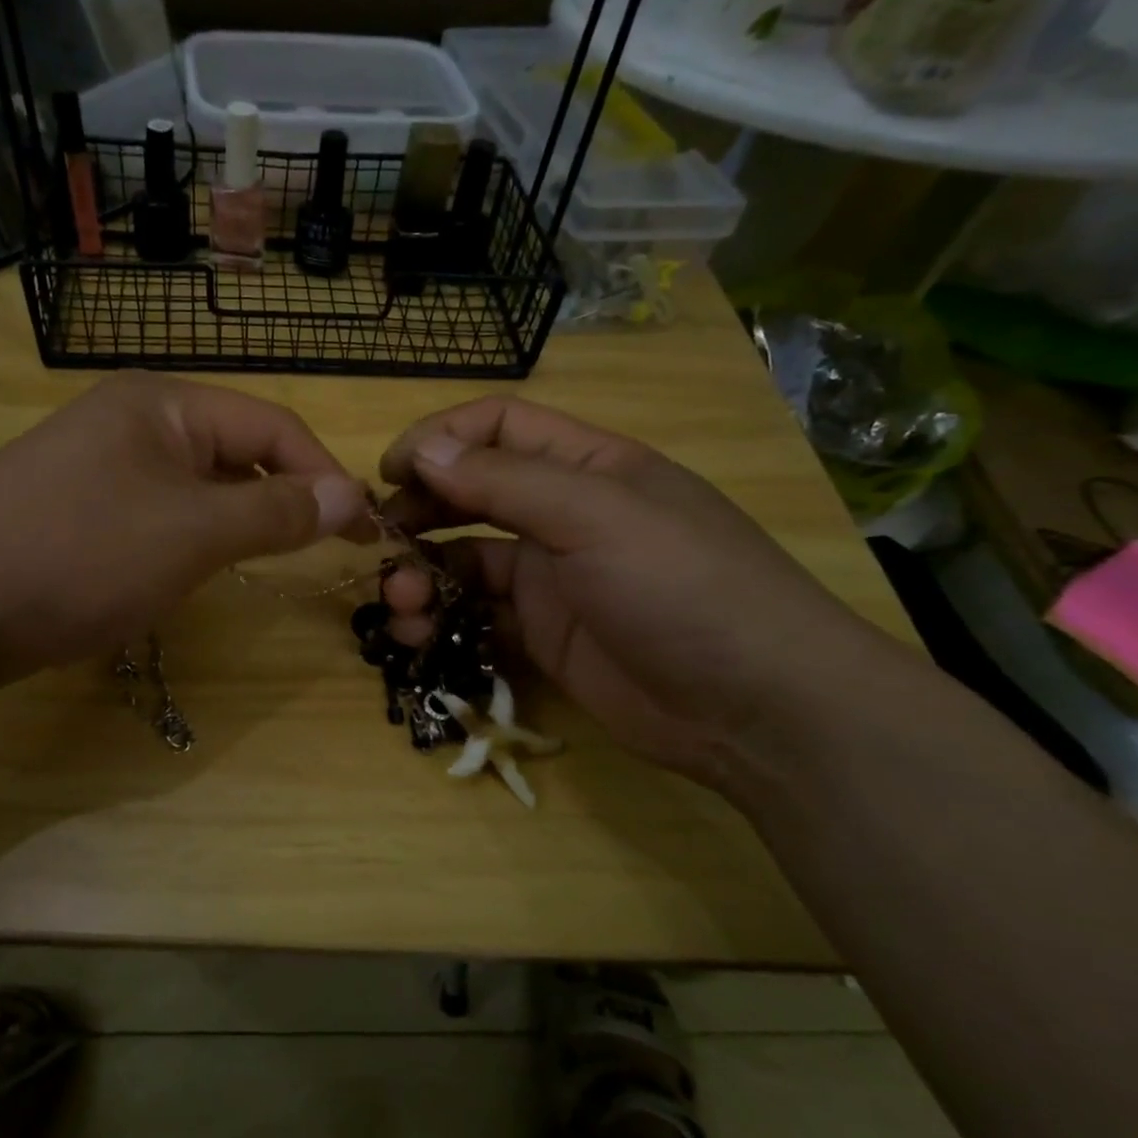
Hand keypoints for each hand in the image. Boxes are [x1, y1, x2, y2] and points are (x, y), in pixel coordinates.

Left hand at [0, 373, 366, 688]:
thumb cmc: (77, 555)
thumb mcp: (192, 533)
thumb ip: (276, 512)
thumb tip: (350, 496)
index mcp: (163, 404)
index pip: (271, 428)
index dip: (325, 475)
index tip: (365, 529)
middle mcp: (134, 421)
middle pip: (235, 453)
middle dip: (283, 500)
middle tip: (323, 550)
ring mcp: (101, 467)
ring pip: (198, 489)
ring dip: (238, 523)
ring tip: (266, 562)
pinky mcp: (79, 511)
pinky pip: (160, 516)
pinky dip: (192, 541)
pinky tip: (195, 572)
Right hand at [378, 397, 909, 800]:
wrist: (756, 710)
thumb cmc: (683, 588)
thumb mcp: (596, 517)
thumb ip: (505, 481)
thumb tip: (423, 449)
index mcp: (587, 466)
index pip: (499, 427)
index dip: (441, 439)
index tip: (390, 472)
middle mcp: (565, 514)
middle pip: (473, 493)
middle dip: (421, 510)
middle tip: (381, 541)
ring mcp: (553, 578)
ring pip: (467, 559)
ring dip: (424, 573)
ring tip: (400, 603)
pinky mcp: (545, 635)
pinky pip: (478, 616)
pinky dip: (443, 621)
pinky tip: (419, 636)